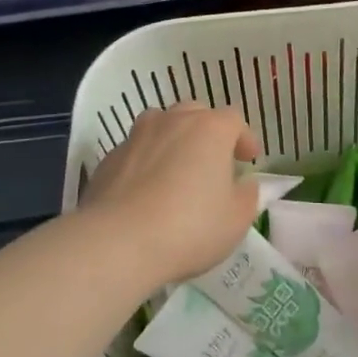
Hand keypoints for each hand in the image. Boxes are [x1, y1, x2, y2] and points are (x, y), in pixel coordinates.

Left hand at [80, 104, 262, 285]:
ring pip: (161, 126)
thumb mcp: (236, 220)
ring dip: (173, 141)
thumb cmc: (189, 228)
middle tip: (213, 163)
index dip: (243, 138)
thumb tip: (243, 184)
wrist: (118, 242)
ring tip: (176, 170)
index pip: (233, 120)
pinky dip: (145, 162)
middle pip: (196, 114)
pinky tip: (145, 191)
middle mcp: (172, 121)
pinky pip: (136, 151)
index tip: (248, 160)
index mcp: (210, 129)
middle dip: (208, 134)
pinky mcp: (109, 157)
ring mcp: (137, 136)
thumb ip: (246, 196)